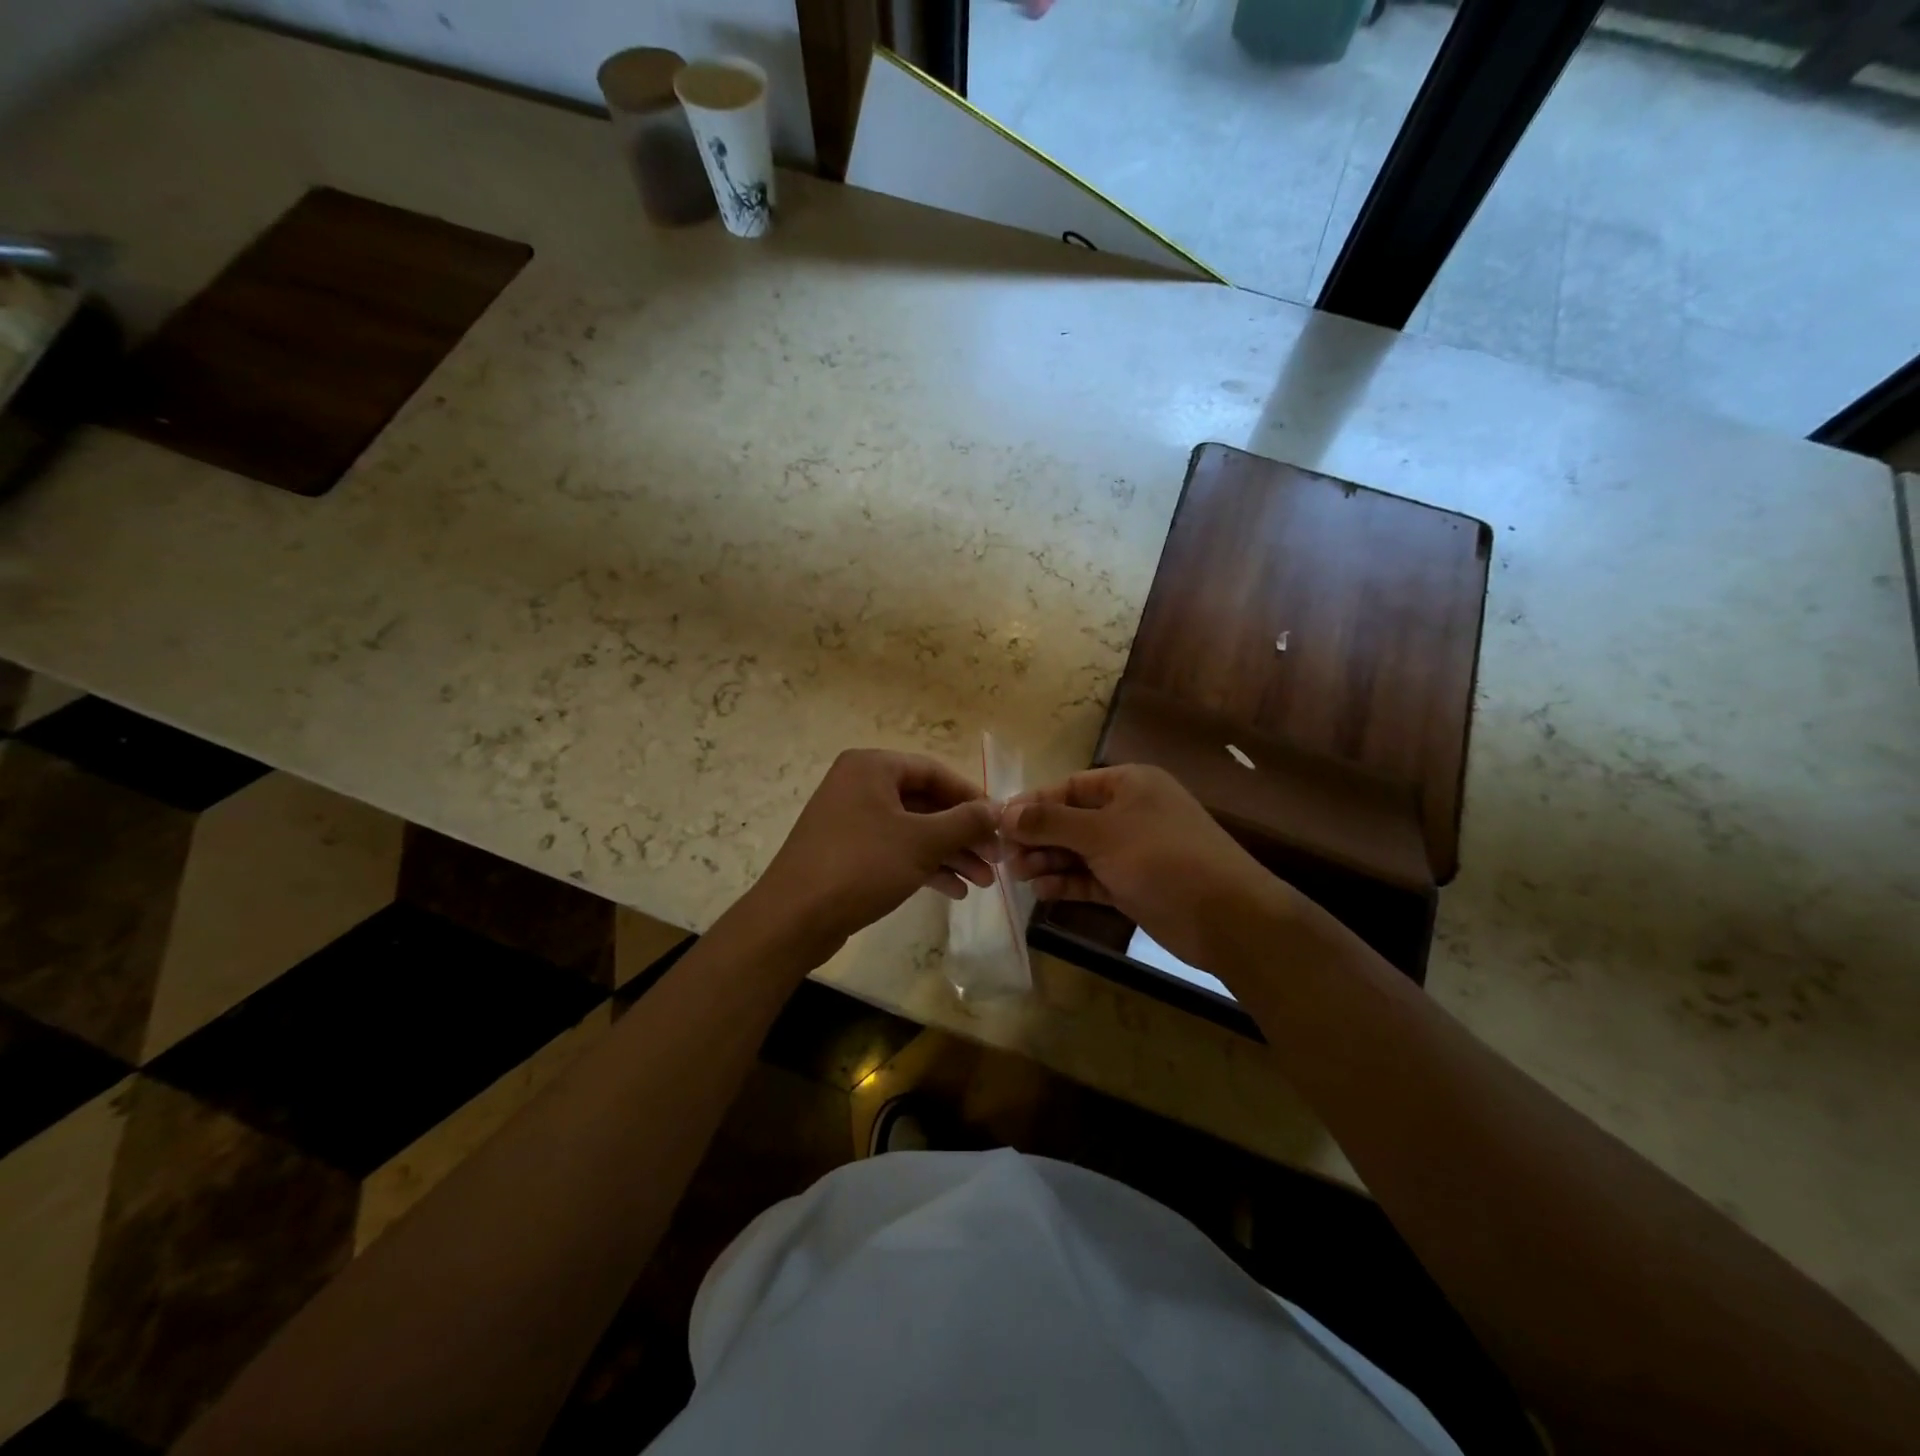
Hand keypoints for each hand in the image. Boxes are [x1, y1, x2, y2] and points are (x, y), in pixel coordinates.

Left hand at [746, 749, 1000, 962]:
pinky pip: (895, 850)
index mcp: (872, 767)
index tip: (1001, 824)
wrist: (794, 918)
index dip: (972, 798)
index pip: (935, 772)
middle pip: (926, 803)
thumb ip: (965, 822)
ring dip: (950, 854)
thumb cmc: (862, 866)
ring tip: (983, 882)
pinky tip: (954, 891)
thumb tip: (998, 809)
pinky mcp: (847, 852)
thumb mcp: (922, 842)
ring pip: (913, 830)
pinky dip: (924, 866)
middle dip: (963, 834)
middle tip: (997, 859)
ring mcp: (851, 820)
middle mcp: (859, 785)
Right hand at [1001, 764, 1288, 971]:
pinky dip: (1068, 882)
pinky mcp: (1134, 884)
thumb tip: (1005, 812)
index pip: (1069, 787)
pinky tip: (1042, 891)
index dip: (1033, 803)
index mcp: (1128, 784)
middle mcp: (1130, 812)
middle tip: (1004, 857)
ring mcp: (1133, 851)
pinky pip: (1092, 878)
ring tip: (1018, 875)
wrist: (1226, 917)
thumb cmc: (1162, 858)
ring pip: (1079, 851)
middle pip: (1071, 820)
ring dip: (1049, 860)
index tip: (997, 823)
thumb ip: (1051, 822)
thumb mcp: (1102, 833)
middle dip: (1038, 836)